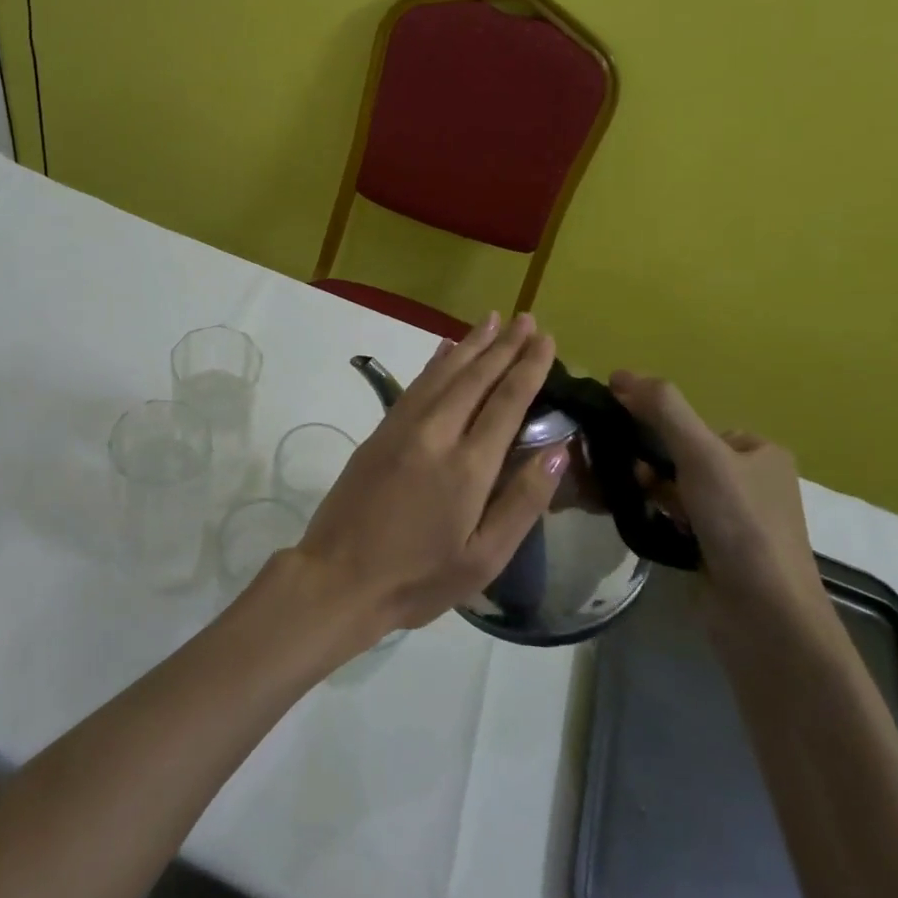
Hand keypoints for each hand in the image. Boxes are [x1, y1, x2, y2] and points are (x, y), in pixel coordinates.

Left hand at [290, 312, 566, 642]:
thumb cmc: (418, 578)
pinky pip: (416, 385)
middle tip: (527, 319)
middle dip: (504, 345)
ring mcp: (402, 428)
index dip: (528, 368)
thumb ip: (522, 502)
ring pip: (443, 373)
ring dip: (470, 344)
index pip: (506, 402)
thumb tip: (558, 451)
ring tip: (493, 320)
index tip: (546, 340)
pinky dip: (435, 362)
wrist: (338, 577)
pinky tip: (446, 349)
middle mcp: (435, 434)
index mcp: (467, 466)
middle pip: (475, 378)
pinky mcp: (379, 432)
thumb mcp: (483, 558)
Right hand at [608, 371, 829, 632]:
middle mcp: (750, 481)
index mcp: (759, 452)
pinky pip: (671, 517)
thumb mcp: (701, 453)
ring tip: (614, 491)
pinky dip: (650, 513)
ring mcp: (733, 519)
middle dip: (644, 458)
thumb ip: (663, 409)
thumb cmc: (739, 523)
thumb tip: (619, 374)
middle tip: (612, 466)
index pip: (691, 423)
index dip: (652, 423)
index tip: (615, 429)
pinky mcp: (714, 550)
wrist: (763, 616)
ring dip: (644, 487)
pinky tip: (628, 515)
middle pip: (679, 454)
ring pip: (672, 487)